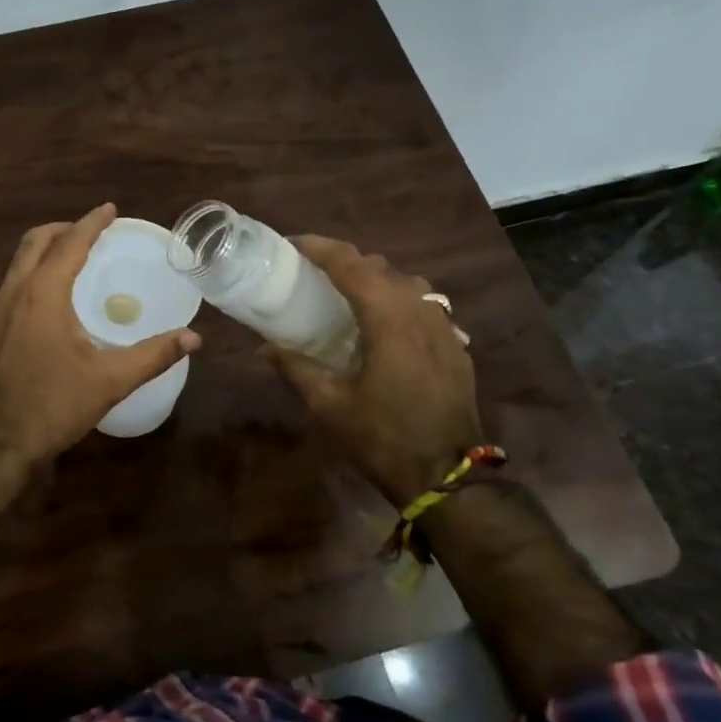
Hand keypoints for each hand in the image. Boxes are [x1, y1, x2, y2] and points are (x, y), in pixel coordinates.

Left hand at [0, 203, 201, 467]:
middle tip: (92, 232)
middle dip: (64, 228)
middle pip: (35, 241)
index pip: (70, 243)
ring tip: (74, 256)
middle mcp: (15, 292)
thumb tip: (194, 338)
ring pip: (19, 261)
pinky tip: (51, 296)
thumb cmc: (53, 405)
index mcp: (43, 294)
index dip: (92, 223)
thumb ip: (153, 355)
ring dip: (46, 248)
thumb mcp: (110, 381)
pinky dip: (33, 271)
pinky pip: (12, 282)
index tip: (110, 209)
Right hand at [264, 235, 484, 508]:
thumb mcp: (330, 404)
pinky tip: (383, 324)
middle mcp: (420, 310)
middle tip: (312, 271)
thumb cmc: (383, 437)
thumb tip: (264, 347)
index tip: (291, 244)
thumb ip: (296, 368)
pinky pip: (424, 305)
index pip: (350, 264)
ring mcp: (444, 327)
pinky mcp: (456, 345)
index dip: (319, 248)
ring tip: (347, 294)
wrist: (449, 477)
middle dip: (344, 261)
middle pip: (379, 267)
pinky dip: (398, 300)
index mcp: (388, 317)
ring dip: (374, 279)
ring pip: (407, 283)